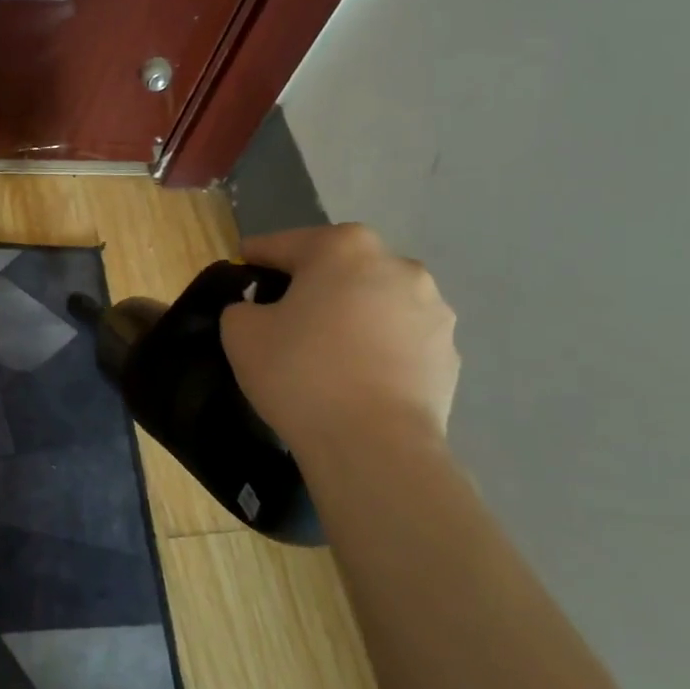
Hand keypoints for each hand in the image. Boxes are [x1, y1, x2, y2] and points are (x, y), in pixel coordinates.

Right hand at [221, 224, 458, 453]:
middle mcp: (397, 265)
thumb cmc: (301, 374)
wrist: (374, 444)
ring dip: (350, 314)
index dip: (257, 256)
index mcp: (344, 247)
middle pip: (338, 267)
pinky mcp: (448, 352)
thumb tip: (259, 311)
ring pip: (374, 301)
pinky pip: (399, 339)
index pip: (285, 244)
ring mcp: (432, 308)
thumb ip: (242, 307)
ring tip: (326, 351)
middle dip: (310, 284)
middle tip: (282, 315)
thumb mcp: (241, 333)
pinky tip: (357, 377)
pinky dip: (377, 347)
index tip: (241, 267)